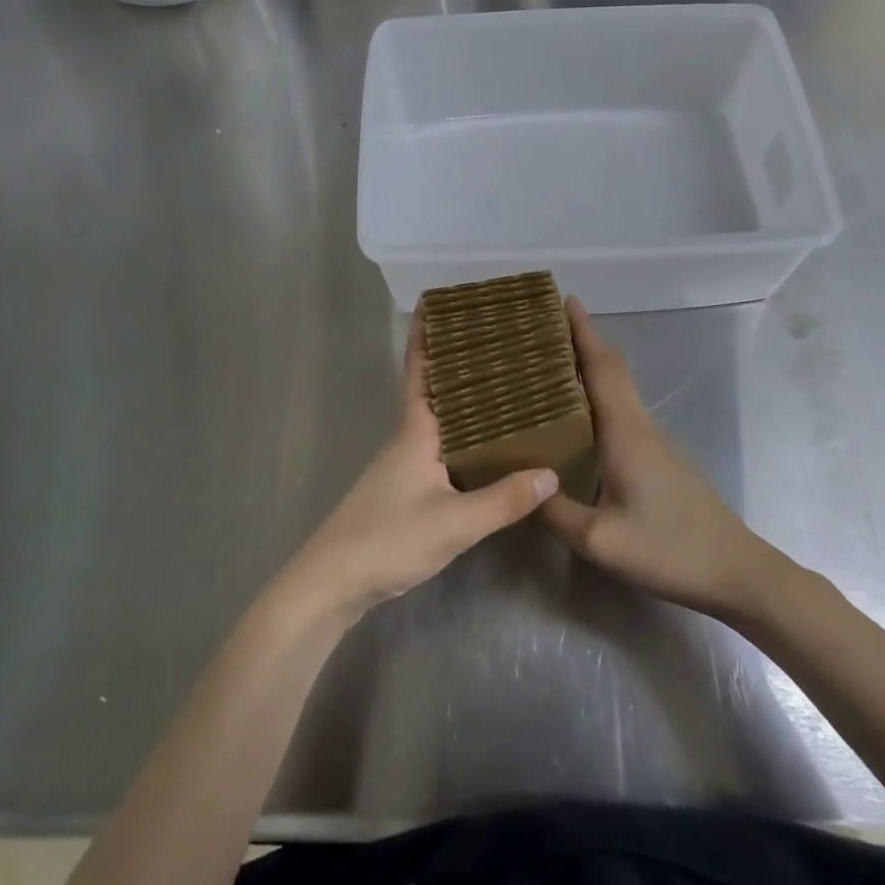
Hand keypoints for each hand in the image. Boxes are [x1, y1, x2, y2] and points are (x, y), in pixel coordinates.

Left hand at [279, 315, 559, 625]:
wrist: (333, 583)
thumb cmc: (388, 540)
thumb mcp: (453, 523)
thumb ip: (502, 500)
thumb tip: (551, 472)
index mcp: (415, 430)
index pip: (422, 370)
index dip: (429, 335)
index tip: (443, 301)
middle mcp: (409, 437)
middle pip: (435, 388)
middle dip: (459, 361)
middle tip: (499, 339)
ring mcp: (405, 463)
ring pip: (440, 417)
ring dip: (465, 397)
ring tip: (506, 384)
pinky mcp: (407, 487)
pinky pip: (442, 445)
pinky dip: (464, 433)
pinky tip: (488, 445)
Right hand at [538, 299, 783, 616]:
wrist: (737, 572)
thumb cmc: (670, 549)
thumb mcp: (600, 541)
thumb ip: (555, 512)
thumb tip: (519, 486)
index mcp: (625, 432)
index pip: (602, 367)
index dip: (583, 331)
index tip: (563, 299)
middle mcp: (640, 426)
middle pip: (611, 370)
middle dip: (581, 342)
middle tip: (542, 330)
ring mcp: (653, 442)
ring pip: (618, 391)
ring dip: (589, 369)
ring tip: (549, 368)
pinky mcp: (659, 459)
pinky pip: (622, 413)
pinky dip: (598, 398)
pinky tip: (577, 419)